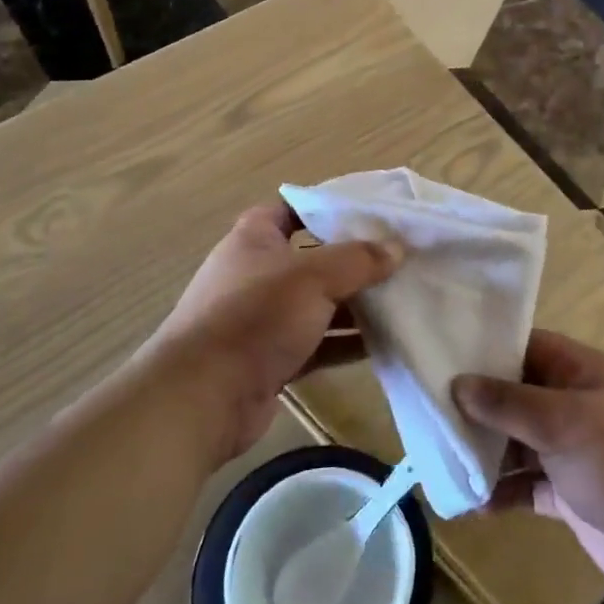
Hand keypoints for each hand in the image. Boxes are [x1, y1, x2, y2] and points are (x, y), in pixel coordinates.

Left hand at [141, 203, 400, 463]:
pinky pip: (316, 342)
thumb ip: (358, 260)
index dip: (325, 207)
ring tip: (400, 298)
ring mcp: (262, 319)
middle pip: (312, 258)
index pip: (290, 209)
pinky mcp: (270, 359)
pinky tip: (383, 342)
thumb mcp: (313, 277)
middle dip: (352, 260)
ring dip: (353, 304)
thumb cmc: (255, 316)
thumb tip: (397, 248)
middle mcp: (256, 274)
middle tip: (396, 258)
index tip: (368, 212)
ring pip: (317, 304)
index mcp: (254, 240)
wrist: (203, 396)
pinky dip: (345, 341)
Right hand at [452, 331, 603, 603]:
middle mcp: (574, 404)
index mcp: (580, 372)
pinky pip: (526, 484)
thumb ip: (508, 403)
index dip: (488, 349)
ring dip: (484, 453)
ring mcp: (572, 451)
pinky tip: (469, 503)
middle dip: (477, 407)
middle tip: (427, 414)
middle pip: (516, 396)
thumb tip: (457, 383)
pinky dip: (501, 491)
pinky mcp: (570, 493)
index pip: (526, 347)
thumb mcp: (561, 421)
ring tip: (439, 462)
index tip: (442, 355)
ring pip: (518, 443)